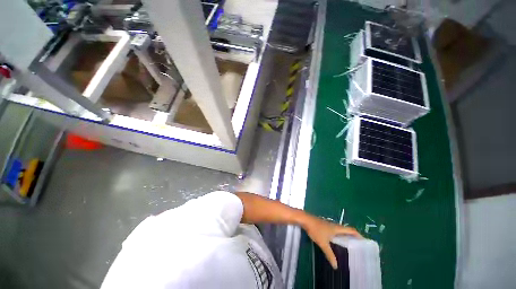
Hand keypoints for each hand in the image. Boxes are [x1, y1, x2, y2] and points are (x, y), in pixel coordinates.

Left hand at [302, 216, 361, 269]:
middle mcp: (334, 225)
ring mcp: (328, 224)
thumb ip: (330, 254)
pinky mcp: (323, 225)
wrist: (305, 219)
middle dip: (353, 237)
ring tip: (349, 245)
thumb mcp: (323, 243)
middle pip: (346, 230)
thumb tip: (336, 266)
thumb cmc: (315, 230)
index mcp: (337, 228)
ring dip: (345, 236)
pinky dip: (338, 235)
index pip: (351, 230)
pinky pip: (334, 230)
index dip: (358, 235)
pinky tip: (335, 241)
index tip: (364, 242)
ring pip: (340, 230)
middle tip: (358, 246)